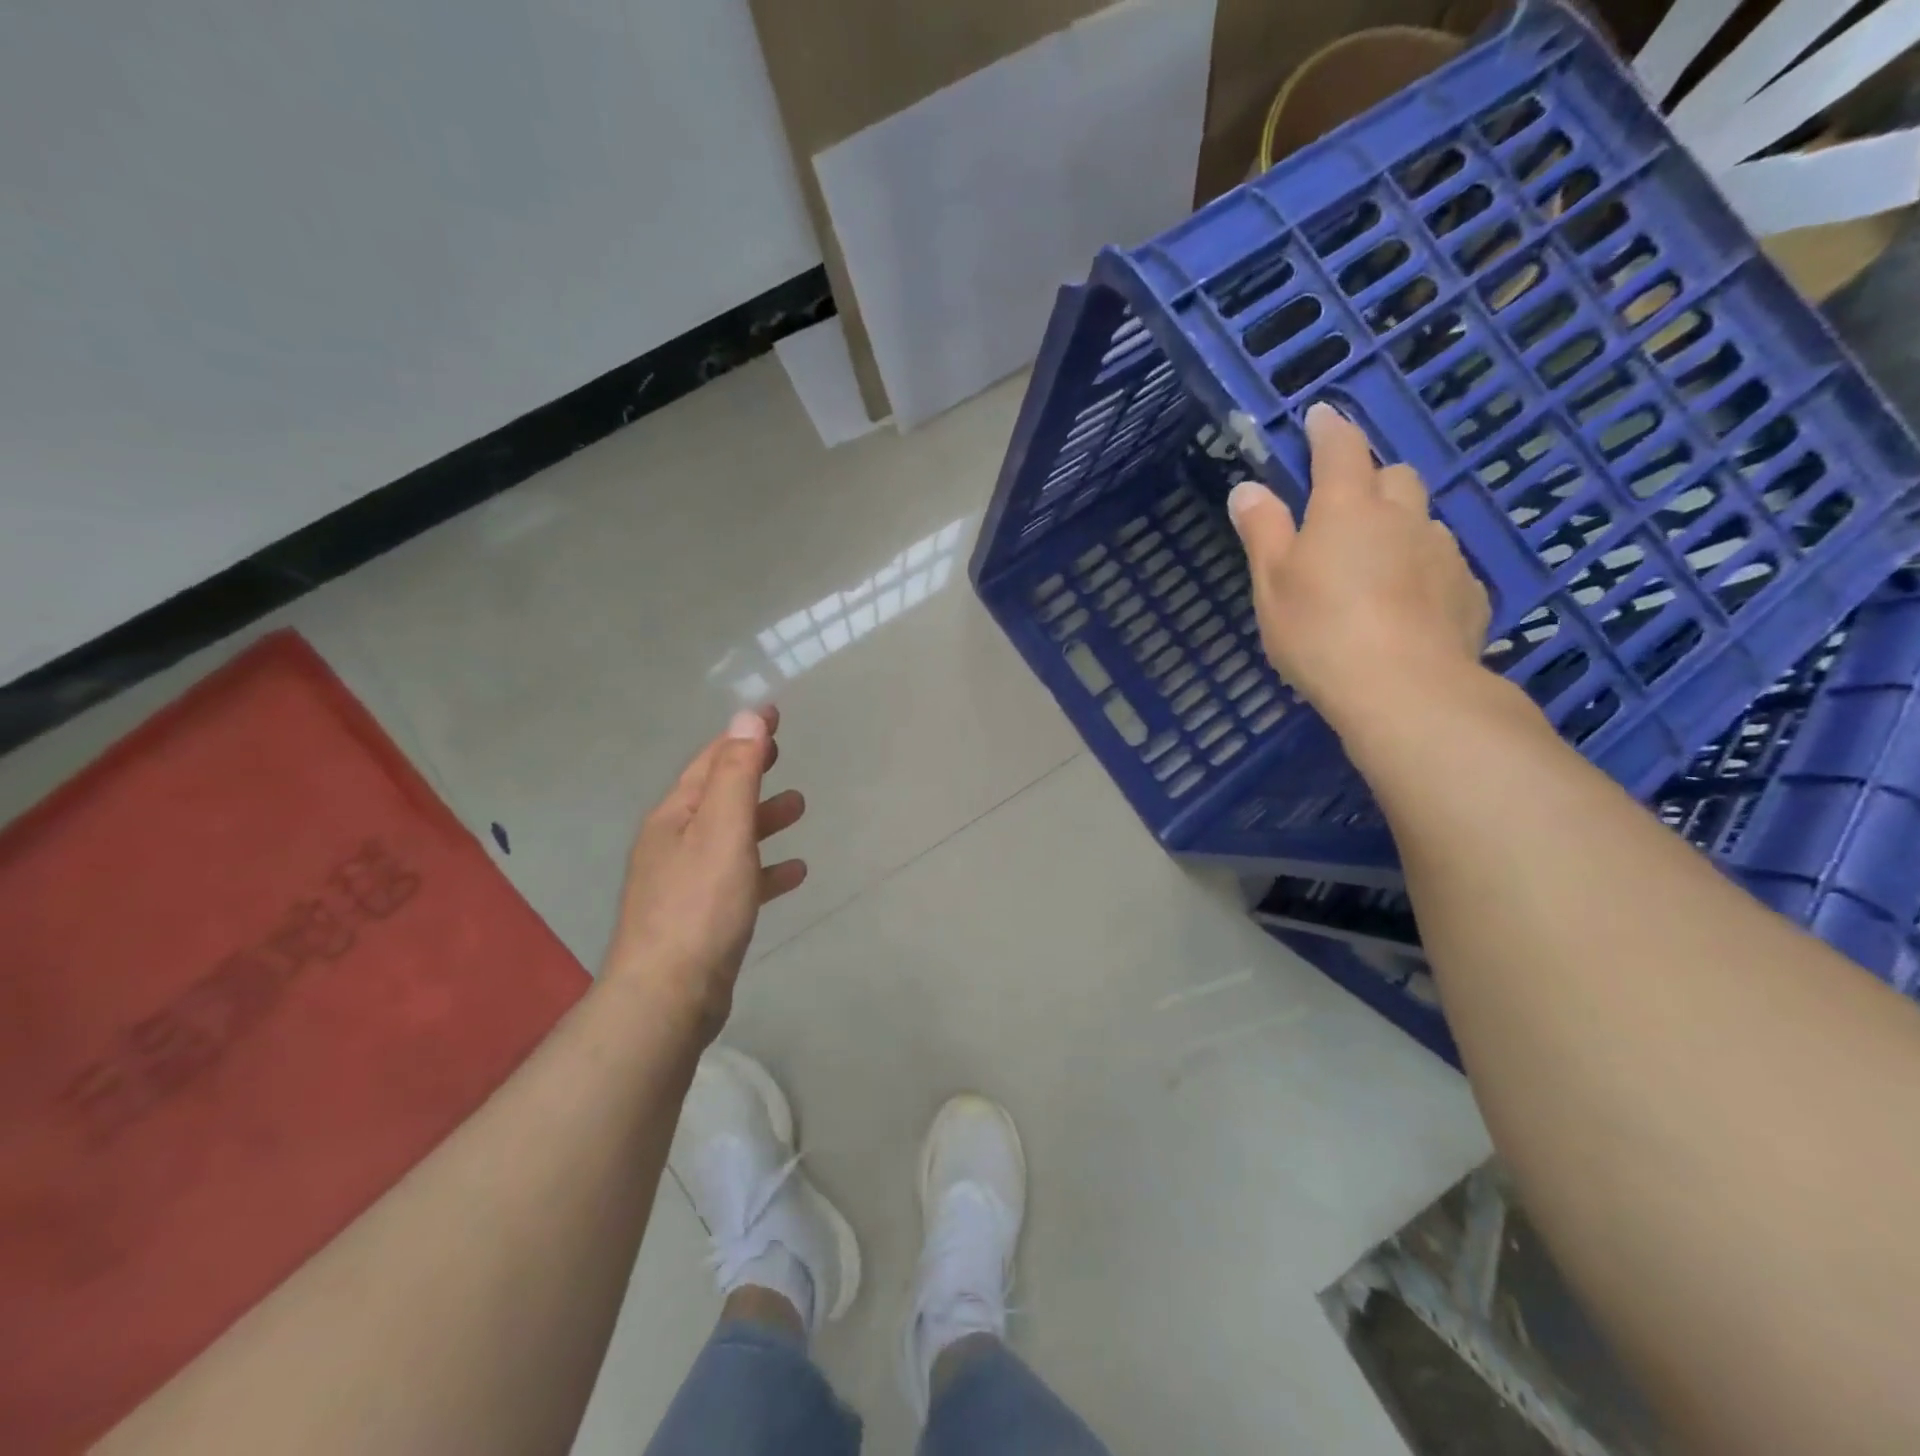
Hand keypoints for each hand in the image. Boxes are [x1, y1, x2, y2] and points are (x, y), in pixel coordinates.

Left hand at [602, 705, 806, 1041]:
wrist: (668, 996)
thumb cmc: (700, 905)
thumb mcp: (723, 830)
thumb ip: (738, 774)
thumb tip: (747, 717)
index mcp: (673, 817)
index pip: (710, 761)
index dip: (742, 736)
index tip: (774, 715)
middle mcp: (673, 844)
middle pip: (717, 796)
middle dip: (750, 772)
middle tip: (783, 754)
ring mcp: (685, 882)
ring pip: (730, 837)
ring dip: (763, 818)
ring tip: (800, 807)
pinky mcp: (702, 917)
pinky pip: (740, 878)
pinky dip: (766, 868)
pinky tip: (794, 871)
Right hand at [1227, 401, 1491, 734]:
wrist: (1404, 688)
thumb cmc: (1320, 631)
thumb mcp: (1272, 583)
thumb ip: (1262, 531)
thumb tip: (1247, 487)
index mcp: (1346, 508)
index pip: (1339, 449)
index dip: (1328, 428)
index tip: (1320, 414)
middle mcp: (1403, 516)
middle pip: (1393, 476)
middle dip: (1370, 479)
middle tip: (1345, 507)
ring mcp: (1443, 552)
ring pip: (1422, 520)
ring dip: (1400, 527)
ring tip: (1376, 565)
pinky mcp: (1469, 591)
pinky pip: (1443, 564)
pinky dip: (1422, 569)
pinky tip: (1407, 604)